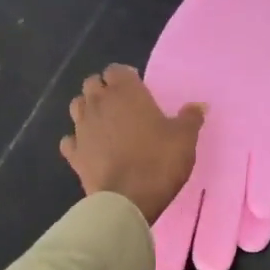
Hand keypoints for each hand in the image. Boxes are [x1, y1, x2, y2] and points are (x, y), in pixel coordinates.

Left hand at [61, 65, 204, 224]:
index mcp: (126, 93)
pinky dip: (78, 140)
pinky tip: (89, 147)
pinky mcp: (73, 154)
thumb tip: (198, 105)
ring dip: (89, 109)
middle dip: (104, 89)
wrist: (127, 200)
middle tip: (122, 104)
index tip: (138, 87)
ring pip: (77, 106)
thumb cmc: (159, 161)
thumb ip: (190, 118)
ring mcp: (82, 129)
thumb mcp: (185, 138)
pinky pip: (70, 139)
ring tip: (105, 122)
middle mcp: (99, 104)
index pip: (116, 70)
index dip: (125, 77)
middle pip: (92, 84)